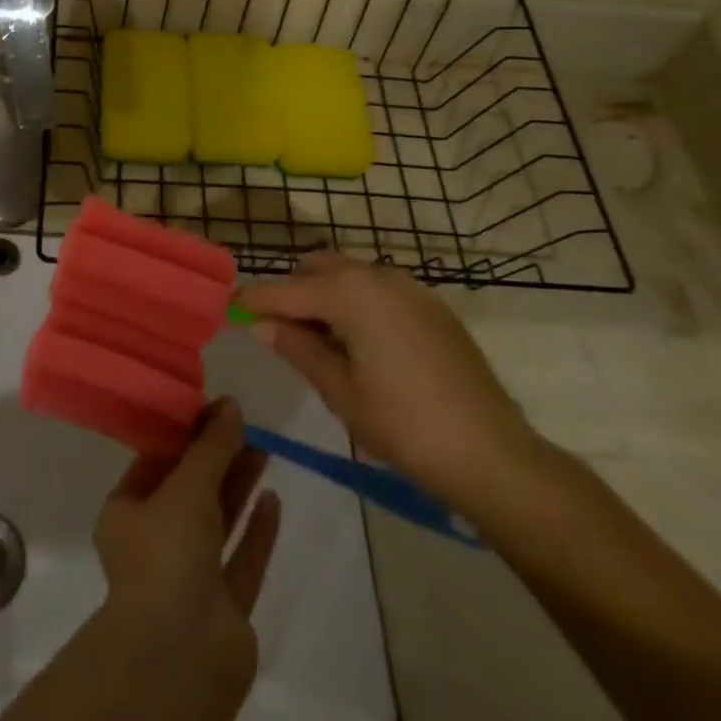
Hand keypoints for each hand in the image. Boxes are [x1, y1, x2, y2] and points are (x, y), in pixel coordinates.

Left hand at [93, 400, 281, 710]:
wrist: (181, 657)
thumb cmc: (167, 553)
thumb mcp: (187, 486)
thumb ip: (211, 447)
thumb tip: (230, 406)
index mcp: (125, 515)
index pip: (154, 463)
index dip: (183, 435)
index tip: (211, 409)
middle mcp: (153, 545)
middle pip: (189, 491)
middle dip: (215, 458)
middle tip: (244, 423)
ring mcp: (189, 580)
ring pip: (217, 523)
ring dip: (238, 487)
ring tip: (264, 447)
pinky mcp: (223, 610)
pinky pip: (241, 559)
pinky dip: (256, 531)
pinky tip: (274, 500)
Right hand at [240, 254, 541, 513]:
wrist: (490, 452)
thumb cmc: (403, 424)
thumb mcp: (339, 390)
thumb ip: (298, 348)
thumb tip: (263, 325)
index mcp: (350, 293)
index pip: (287, 290)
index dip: (254, 300)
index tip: (229, 307)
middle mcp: (378, 276)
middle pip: (319, 268)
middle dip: (293, 290)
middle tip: (278, 329)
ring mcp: (410, 287)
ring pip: (351, 275)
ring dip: (326, 294)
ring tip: (318, 339)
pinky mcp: (432, 306)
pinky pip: (379, 289)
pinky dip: (357, 302)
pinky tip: (359, 342)